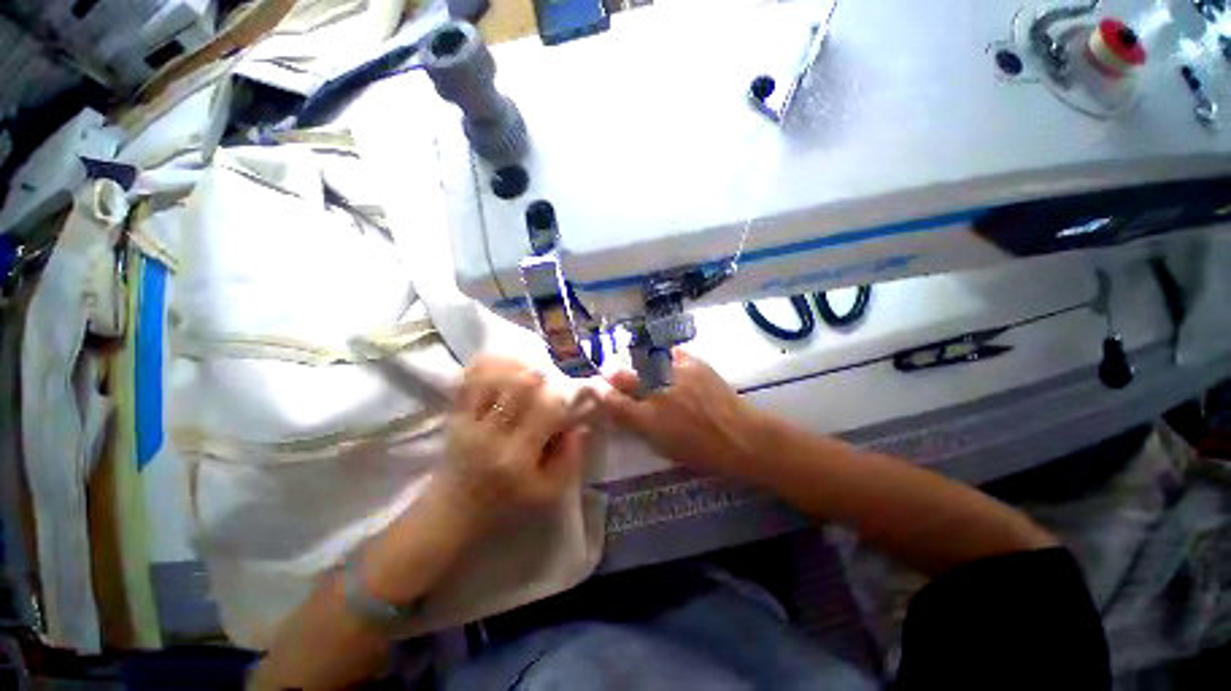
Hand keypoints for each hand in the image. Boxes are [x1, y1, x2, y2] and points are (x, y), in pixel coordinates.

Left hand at [440, 355, 588, 520]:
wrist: (451, 516)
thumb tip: (579, 424)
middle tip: (550, 379)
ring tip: (528, 368)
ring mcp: (468, 421)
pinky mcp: (454, 415)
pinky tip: (505, 364)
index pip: (546, 409)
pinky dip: (488, 365)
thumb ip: (570, 458)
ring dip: (515, 366)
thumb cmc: (506, 508)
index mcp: (517, 456)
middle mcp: (491, 433)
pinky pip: (468, 380)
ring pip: (492, 376)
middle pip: (519, 384)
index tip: (576, 392)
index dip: (565, 395)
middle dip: (542, 375)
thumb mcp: (549, 494)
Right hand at [602, 349, 762, 477]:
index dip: (601, 393)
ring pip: (643, 359)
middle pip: (622, 375)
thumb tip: (625, 412)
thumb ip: (640, 427)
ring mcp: (674, 374)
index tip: (599, 388)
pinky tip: (664, 359)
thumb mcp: (663, 448)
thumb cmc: (702, 452)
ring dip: (636, 361)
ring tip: (638, 362)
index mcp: (647, 419)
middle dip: (612, 371)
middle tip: (610, 369)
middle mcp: (656, 393)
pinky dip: (664, 356)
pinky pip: (670, 352)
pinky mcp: (692, 363)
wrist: (740, 436)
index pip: (612, 401)